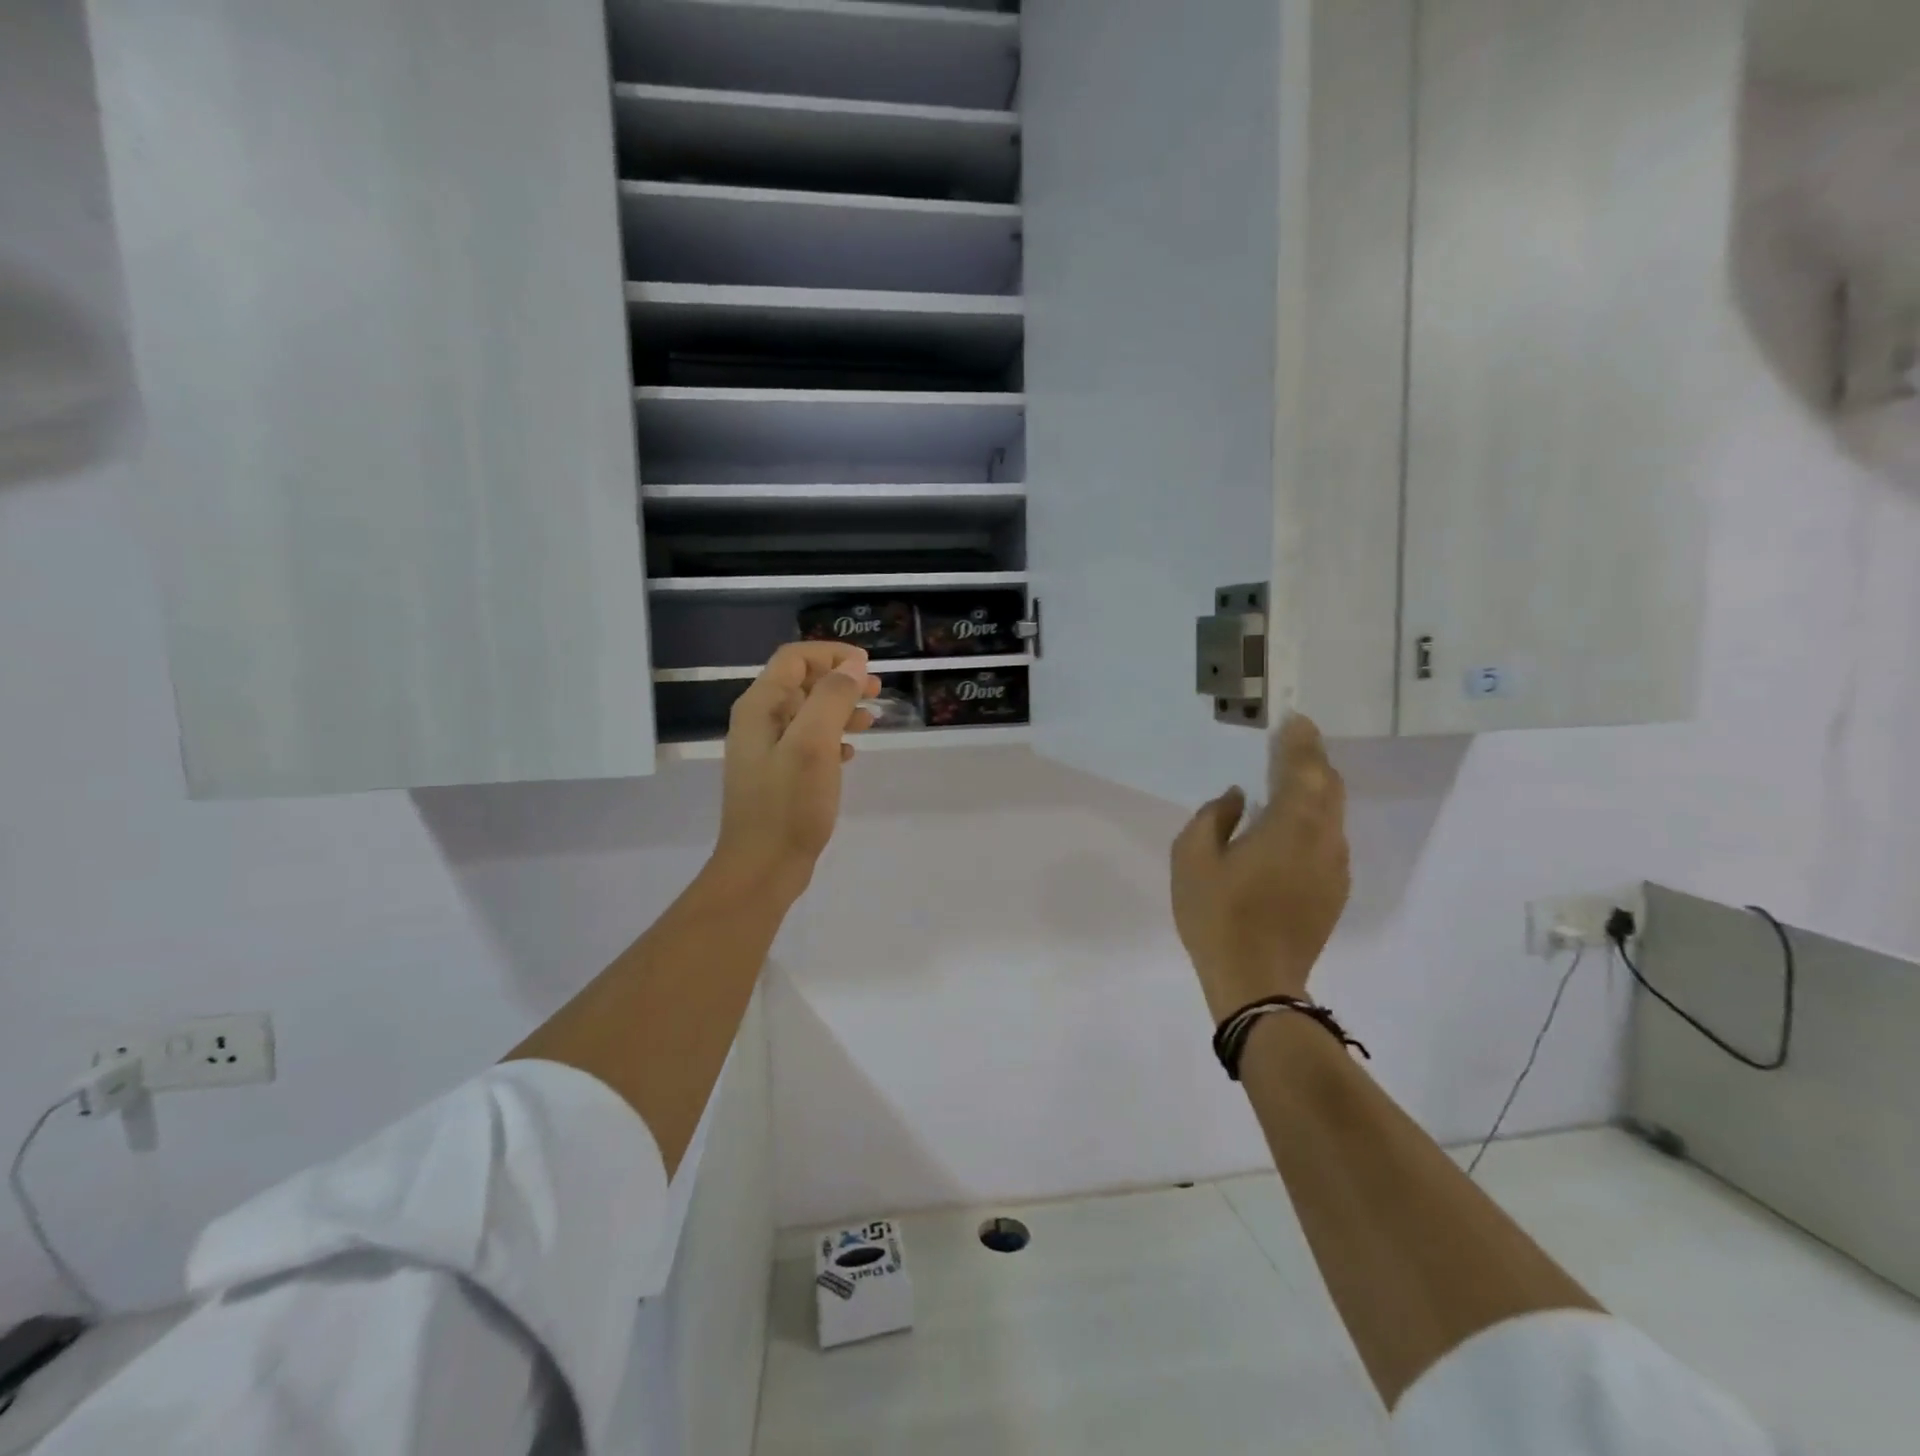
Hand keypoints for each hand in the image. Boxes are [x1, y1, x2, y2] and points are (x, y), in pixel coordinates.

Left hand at [712, 642, 880, 896]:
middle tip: (877, 691)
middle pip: (801, 683)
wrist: (762, 867)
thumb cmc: (788, 805)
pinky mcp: (778, 776)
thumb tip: (853, 666)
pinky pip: (808, 743)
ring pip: (808, 714)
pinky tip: (851, 753)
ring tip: (872, 720)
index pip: (795, 659)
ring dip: (840, 709)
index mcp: (760, 707)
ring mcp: (767, 751)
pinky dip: (832, 738)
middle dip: (840, 680)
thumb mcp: (814, 745)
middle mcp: (758, 722)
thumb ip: (832, 699)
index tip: (869, 668)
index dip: (832, 655)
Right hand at [1171, 714, 1350, 1021]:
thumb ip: (1212, 817)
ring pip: (1332, 813)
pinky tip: (1289, 826)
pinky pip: (1328, 838)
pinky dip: (1314, 818)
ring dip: (1315, 789)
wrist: (1257, 983)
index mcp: (1290, 824)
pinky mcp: (1334, 890)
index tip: (1294, 718)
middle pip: (1328, 786)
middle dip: (1312, 759)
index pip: (1303, 768)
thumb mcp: (1192, 859)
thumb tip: (1236, 797)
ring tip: (1290, 777)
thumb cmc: (1218, 915)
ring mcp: (1335, 867)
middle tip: (1292, 740)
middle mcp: (1323, 839)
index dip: (1299, 740)